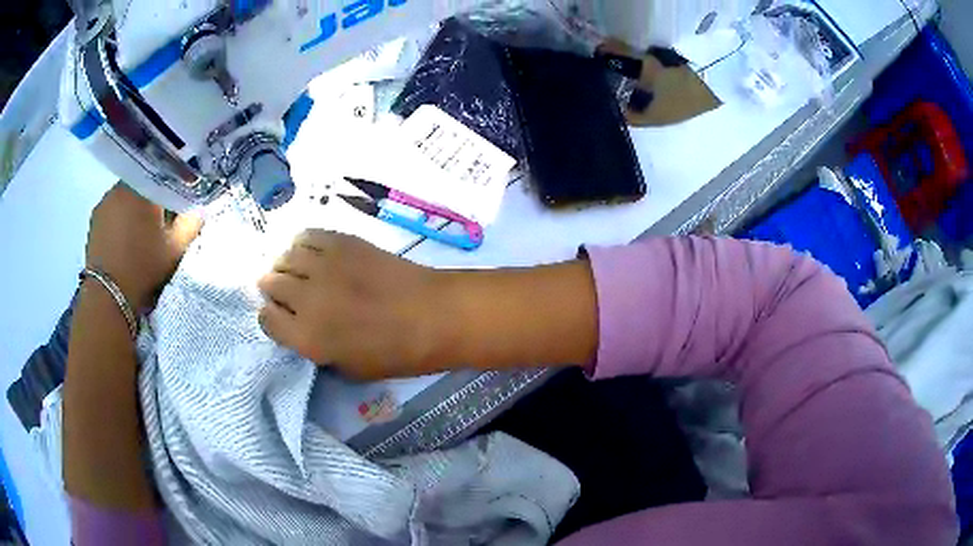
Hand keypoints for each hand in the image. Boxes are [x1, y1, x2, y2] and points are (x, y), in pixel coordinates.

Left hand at [85, 184, 202, 309]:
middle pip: (142, 187)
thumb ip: (190, 224)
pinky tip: (122, 240)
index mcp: (144, 187)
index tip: (176, 210)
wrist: (108, 296)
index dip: (171, 193)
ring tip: (138, 234)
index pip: (163, 178)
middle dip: (150, 201)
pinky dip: (119, 220)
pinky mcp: (94, 219)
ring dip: (133, 210)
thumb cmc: (143, 268)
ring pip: (125, 198)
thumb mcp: (174, 250)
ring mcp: (105, 202)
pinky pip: (112, 211)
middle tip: (158, 224)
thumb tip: (200, 209)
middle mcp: (122, 187)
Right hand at [257, 231, 447, 380]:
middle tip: (291, 294)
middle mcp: (306, 298)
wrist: (433, 314)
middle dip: (275, 291)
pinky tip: (313, 254)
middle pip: (270, 283)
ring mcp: (323, 266)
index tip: (283, 317)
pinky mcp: (341, 242)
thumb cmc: (397, 353)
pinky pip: (306, 236)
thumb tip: (300, 327)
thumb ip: (316, 349)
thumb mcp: (349, 369)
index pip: (266, 320)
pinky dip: (303, 244)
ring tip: (301, 274)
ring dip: (287, 267)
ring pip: (285, 257)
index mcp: (307, 338)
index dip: (273, 318)